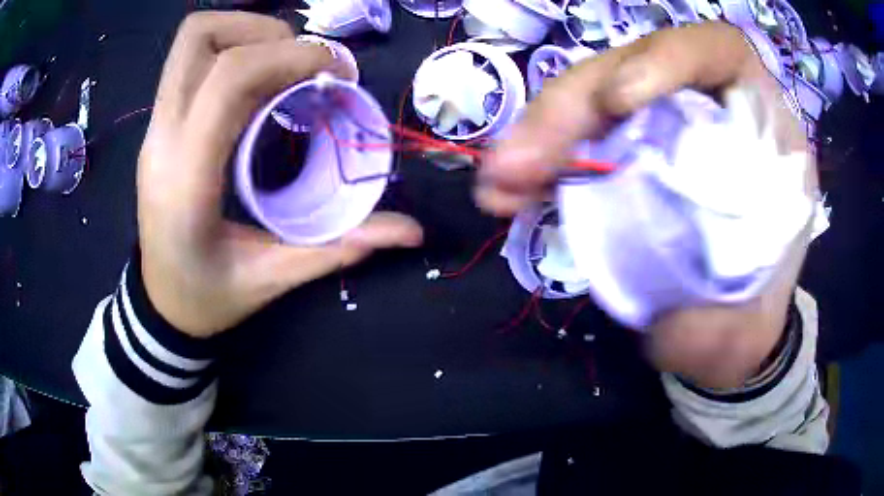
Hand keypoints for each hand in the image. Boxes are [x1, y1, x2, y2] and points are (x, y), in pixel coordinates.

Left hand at [138, 12, 422, 337]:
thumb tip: (408, 231)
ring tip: (286, 67)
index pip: (229, 78)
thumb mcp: (269, 280)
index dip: (292, 56)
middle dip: (264, 32)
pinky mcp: (160, 125)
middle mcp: (163, 138)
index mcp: (185, 178)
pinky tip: (262, 82)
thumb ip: (336, 249)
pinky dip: (235, 50)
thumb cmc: (205, 299)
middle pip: (200, 37)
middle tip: (306, 65)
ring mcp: (156, 128)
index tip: (338, 75)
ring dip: (247, 34)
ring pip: (194, 40)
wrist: (160, 305)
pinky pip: (192, 61)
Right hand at [477, 23, 816, 388]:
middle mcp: (703, 106)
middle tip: (518, 163)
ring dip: (538, 135)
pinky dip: (538, 161)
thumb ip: (725, 316)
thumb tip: (674, 313)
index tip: (618, 103)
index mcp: (756, 121)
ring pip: (589, 100)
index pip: (712, 51)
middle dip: (572, 108)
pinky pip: (574, 141)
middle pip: (628, 71)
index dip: (665, 59)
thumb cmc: (750, 313)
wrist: (727, 324)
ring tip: (498, 182)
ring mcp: (656, 125)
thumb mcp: (751, 321)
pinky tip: (506, 192)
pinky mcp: (621, 153)